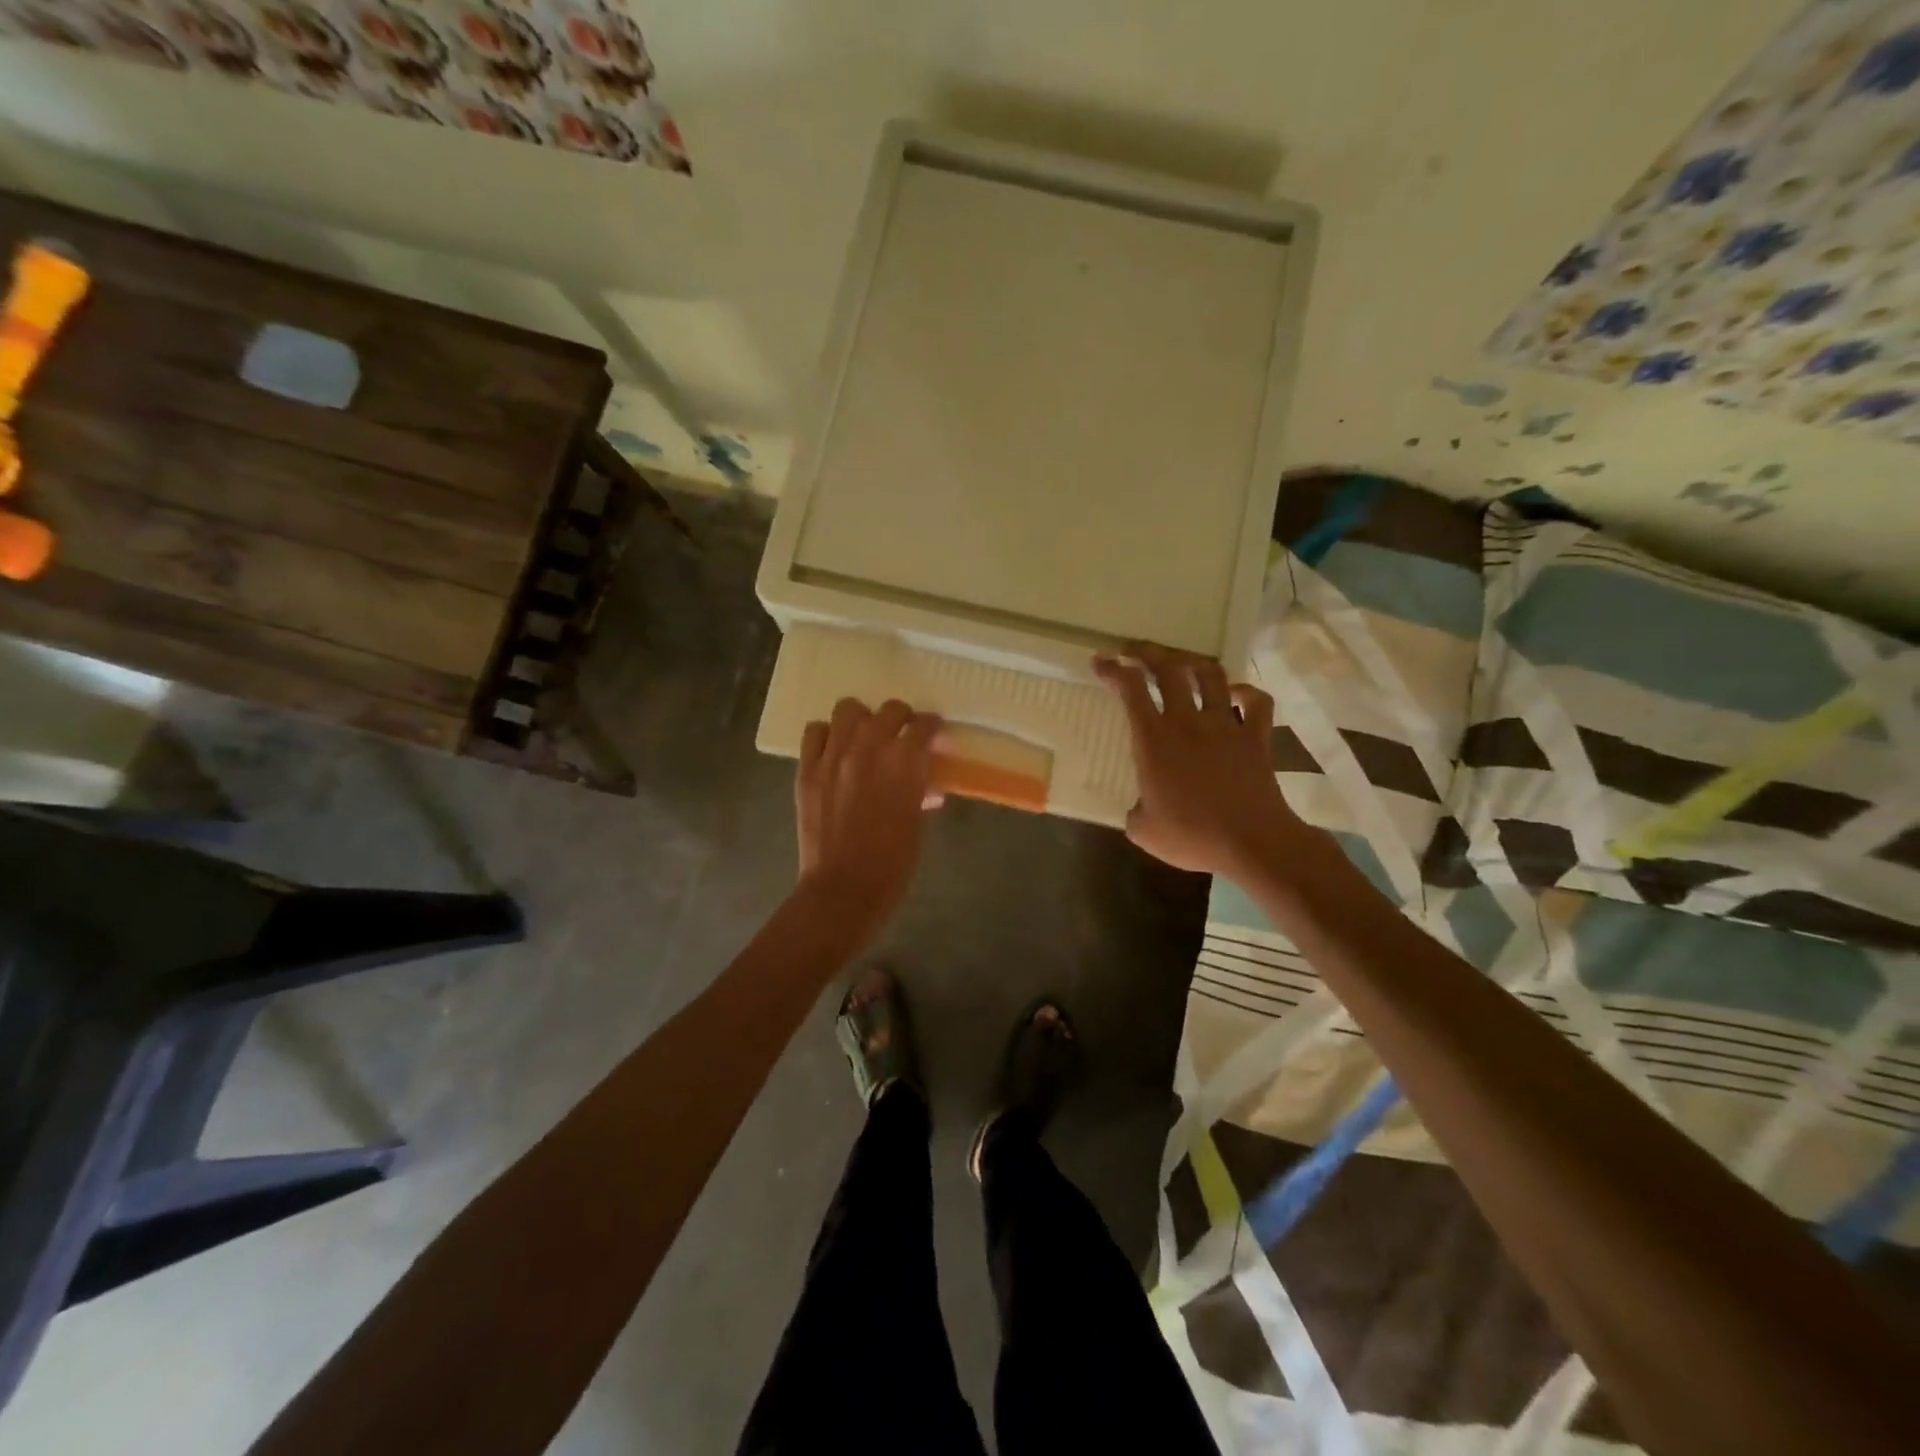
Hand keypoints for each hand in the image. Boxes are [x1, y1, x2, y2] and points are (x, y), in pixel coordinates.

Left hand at [795, 698, 943, 945]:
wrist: (844, 888)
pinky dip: (828, 735)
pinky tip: (835, 751)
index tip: (932, 736)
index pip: (924, 724)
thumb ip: (919, 790)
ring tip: (865, 738)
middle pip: (891, 710)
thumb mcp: (918, 822)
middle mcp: (869, 748)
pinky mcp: (808, 769)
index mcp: (904, 762)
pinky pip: (815, 731)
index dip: (932, 728)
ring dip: (863, 719)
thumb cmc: (892, 863)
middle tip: (902, 738)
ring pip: (849, 709)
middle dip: (902, 720)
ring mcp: (834, 756)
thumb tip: (923, 782)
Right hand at [1094, 644, 1300, 876]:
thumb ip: (1134, 812)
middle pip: (1169, 669)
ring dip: (1193, 664)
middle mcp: (1188, 722)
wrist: (1252, 843)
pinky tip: (1236, 693)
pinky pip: (1257, 702)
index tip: (1101, 661)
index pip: (1130, 690)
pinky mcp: (1256, 737)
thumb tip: (1138, 809)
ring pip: (1211, 675)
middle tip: (1136, 651)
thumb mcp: (1144, 831)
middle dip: (1149, 653)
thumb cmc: (1192, 837)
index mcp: (1154, 740)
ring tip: (1183, 665)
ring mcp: (1226, 725)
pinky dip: (1246, 692)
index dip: (1114, 669)